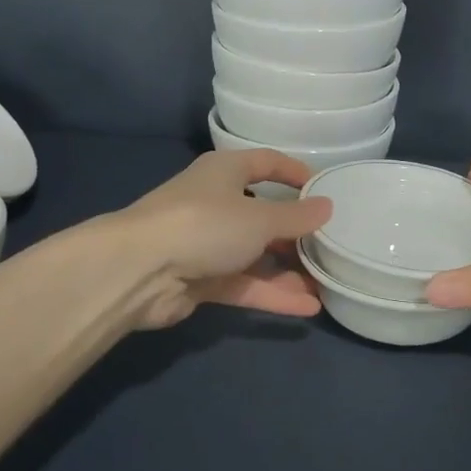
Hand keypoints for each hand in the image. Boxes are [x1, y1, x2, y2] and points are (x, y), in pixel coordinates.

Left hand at [111, 150, 333, 329]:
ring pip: (255, 255)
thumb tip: (327, 206)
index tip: (323, 189)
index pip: (266, 162)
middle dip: (296, 233)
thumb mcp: (260, 218)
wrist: (139, 271)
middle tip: (331, 246)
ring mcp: (207, 244)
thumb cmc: (205, 225)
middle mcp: (216, 203)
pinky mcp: (201, 280)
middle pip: (263, 215)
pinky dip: (271, 294)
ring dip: (288, 271)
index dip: (294, 172)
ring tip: (326, 285)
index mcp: (225, 172)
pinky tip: (306, 308)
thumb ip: (296, 217)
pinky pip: (244, 284)